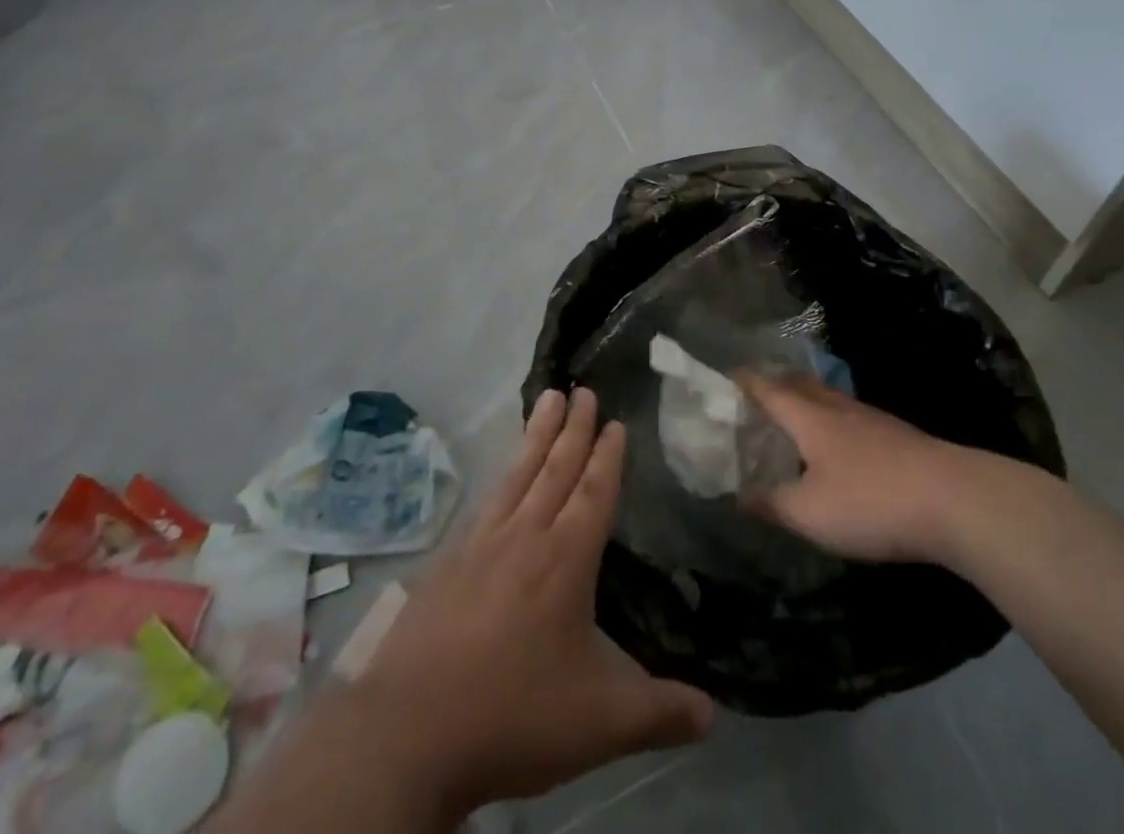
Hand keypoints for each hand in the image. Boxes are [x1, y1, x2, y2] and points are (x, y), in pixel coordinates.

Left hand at [352, 387, 714, 819]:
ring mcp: (481, 545)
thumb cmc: (514, 715)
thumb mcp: (600, 723)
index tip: (614, 421)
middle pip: (556, 469)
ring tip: (548, 399)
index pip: (594, 492)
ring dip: (537, 435)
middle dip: (574, 428)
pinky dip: (501, 475)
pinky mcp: (448, 562)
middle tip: (583, 390)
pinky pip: (486, 501)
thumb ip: (659, 714)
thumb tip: (714, 714)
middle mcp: (525, 537)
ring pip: (518, 474)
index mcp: (565, 559)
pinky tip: (501, 475)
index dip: (607, 455)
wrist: (409, 734)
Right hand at [737, 371, 970, 563]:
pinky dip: (832, 421)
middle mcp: (838, 408)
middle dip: (776, 384)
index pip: (769, 389)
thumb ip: (772, 503)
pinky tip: (839, 445)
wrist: (954, 500)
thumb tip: (739, 495)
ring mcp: (872, 420)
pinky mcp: (898, 437)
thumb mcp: (810, 513)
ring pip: (829, 399)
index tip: (727, 376)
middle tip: (757, 393)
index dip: (746, 382)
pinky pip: (851, 418)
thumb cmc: (870, 501)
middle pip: (801, 385)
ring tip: (794, 416)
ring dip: (806, 401)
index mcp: (810, 417)